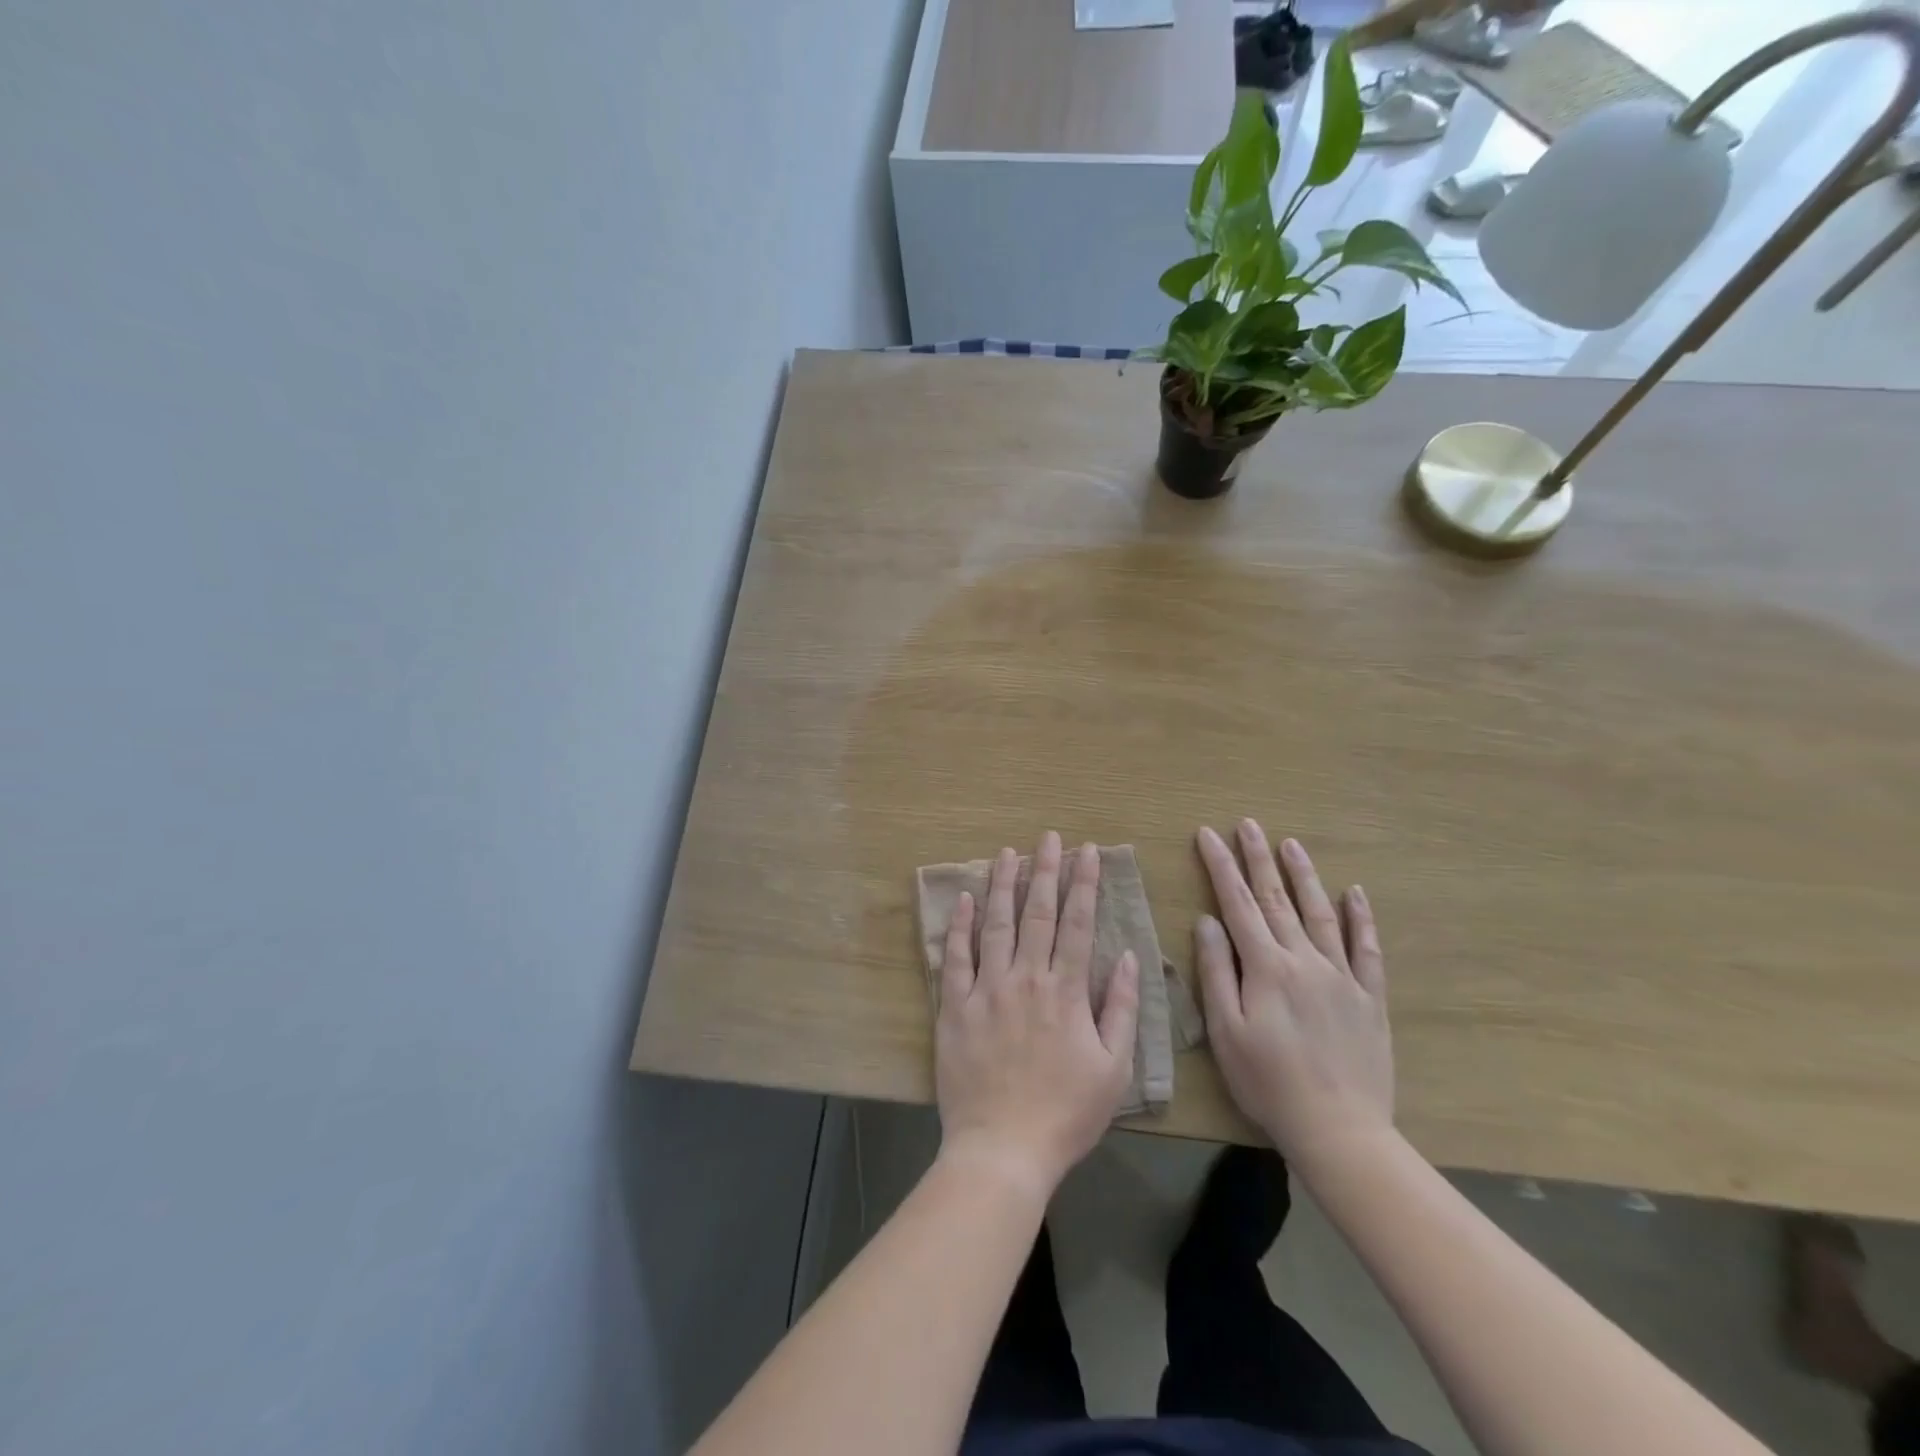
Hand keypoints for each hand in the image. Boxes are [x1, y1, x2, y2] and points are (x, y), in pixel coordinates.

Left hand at [934, 833, 1140, 1196]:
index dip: (1084, 884)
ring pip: (995, 925)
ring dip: (1002, 885)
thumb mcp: (1113, 1068)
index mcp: (1066, 991)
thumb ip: (1120, 1008)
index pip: (1079, 924)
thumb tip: (1128, 957)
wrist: (1003, 1148)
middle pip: (1037, 913)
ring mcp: (986, 990)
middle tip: (1048, 838)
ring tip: (1007, 853)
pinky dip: (959, 926)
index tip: (1087, 853)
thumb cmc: (1066, 1113)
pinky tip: (965, 899)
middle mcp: (1026, 979)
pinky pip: (955, 957)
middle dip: (1045, 871)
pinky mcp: (954, 1006)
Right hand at [1194, 820, 1393, 1173]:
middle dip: (1257, 858)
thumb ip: (1216, 971)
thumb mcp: (1226, 1031)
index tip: (1208, 835)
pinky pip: (1367, 949)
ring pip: (1320, 913)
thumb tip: (1207, 921)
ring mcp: (1341, 976)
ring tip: (1290, 844)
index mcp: (1265, 967)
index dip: (1221, 866)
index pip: (1237, 904)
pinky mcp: (1369, 997)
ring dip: (1303, 876)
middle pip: (1276, 899)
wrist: (1339, 1129)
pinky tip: (1356, 893)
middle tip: (1247, 824)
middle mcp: (1304, 959)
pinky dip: (1362, 919)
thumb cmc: (1268, 1082)